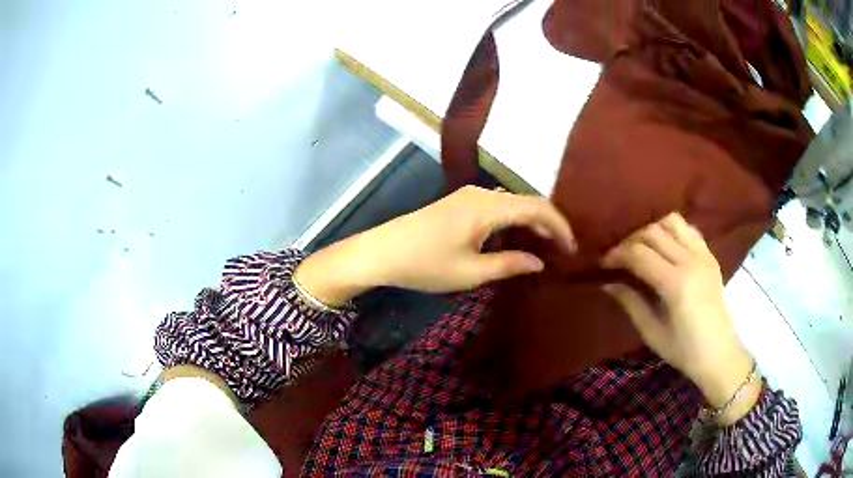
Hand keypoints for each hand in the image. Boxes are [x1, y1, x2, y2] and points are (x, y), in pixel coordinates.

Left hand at [294, 186, 574, 304]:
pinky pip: (497, 207)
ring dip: (531, 223)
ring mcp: (468, 196)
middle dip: (549, 224)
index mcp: (488, 207)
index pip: (538, 207)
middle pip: (527, 202)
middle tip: (563, 251)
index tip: (573, 249)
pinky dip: (513, 222)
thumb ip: (509, 265)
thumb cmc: (425, 264)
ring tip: (545, 248)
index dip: (560, 226)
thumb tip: (539, 262)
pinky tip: (517, 240)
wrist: (380, 251)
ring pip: (512, 204)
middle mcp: (482, 194)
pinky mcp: (459, 203)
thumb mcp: (470, 272)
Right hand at [601, 213, 760, 424]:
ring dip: (652, 229)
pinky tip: (665, 245)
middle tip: (618, 256)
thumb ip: (631, 303)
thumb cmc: (684, 351)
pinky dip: (673, 230)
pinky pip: (689, 230)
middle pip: (653, 232)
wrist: (720, 354)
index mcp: (675, 284)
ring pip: (672, 222)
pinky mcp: (710, 256)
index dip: (617, 254)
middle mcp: (690, 261)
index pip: (639, 254)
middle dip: (630, 240)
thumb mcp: (652, 333)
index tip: (603, 263)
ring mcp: (703, 255)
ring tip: (641, 246)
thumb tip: (607, 283)